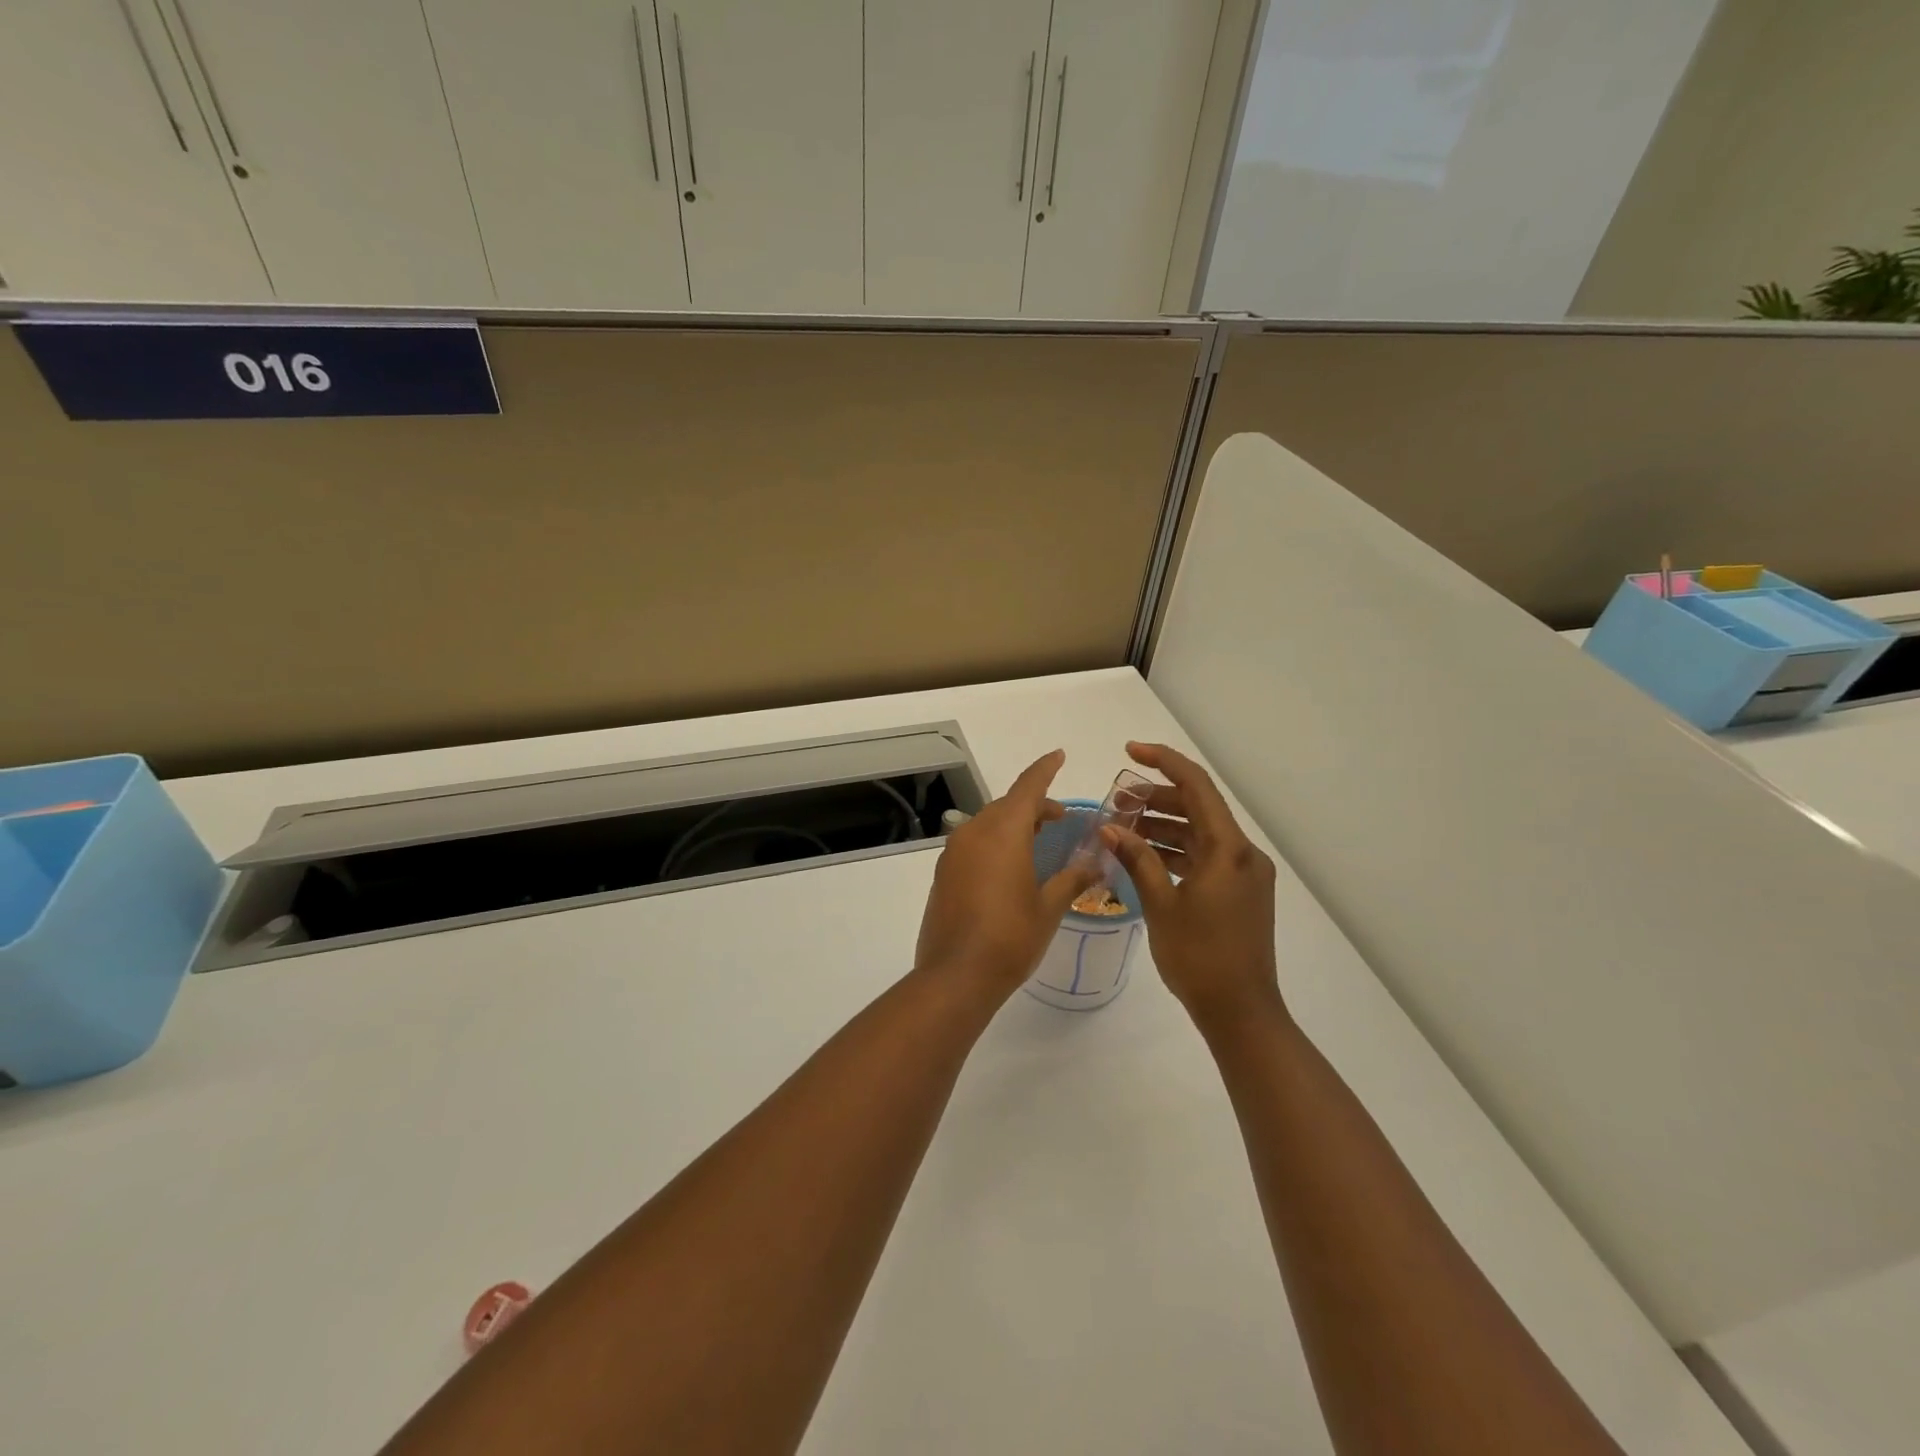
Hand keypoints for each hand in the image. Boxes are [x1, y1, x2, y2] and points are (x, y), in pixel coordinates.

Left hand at [915, 750, 1101, 1001]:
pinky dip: (995, 843)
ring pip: (988, 824)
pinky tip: (1009, 868)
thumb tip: (1096, 862)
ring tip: (1037, 841)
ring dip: (1013, 825)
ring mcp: (954, 853)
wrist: (956, 975)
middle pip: (1007, 805)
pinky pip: (973, 844)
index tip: (1059, 755)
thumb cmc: (1011, 937)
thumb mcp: (1049, 907)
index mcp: (1003, 832)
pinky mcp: (943, 873)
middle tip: (1059, 819)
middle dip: (1033, 806)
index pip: (1028, 787)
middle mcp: (974, 833)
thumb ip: (1072, 878)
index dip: (1045, 769)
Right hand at [1102, 742, 1282, 1033]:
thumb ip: (1137, 859)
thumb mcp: (1161, 905)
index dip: (1164, 762)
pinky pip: (1205, 857)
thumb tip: (1110, 827)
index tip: (1130, 752)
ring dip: (1163, 826)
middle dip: (1156, 798)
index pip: (1197, 786)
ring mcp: (1244, 874)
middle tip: (1116, 802)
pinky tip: (1145, 857)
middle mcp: (1243, 854)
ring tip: (1123, 828)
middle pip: (1198, 808)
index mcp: (1229, 849)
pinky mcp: (1240, 893)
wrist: (1241, 1012)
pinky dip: (1176, 851)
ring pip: (1200, 833)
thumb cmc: (1199, 957)